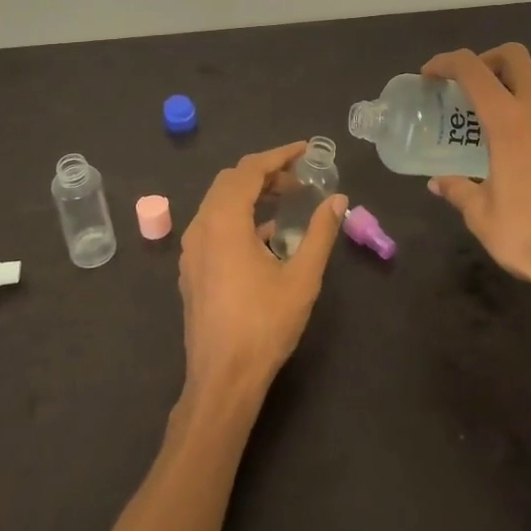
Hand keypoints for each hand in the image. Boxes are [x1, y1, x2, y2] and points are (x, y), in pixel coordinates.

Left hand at [177, 142, 347, 402]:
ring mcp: (191, 250)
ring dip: (251, 193)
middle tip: (299, 178)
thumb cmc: (264, 325)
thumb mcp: (302, 277)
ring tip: (286, 201)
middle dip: (265, 172)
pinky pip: (213, 225)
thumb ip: (321, 233)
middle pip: (231, 181)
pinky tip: (265, 236)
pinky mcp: (192, 269)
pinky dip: (239, 215)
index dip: (279, 155)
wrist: (222, 379)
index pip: (249, 170)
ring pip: (219, 202)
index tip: (306, 150)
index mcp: (224, 222)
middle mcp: (201, 227)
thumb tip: (338, 199)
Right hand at [423, 45, 530, 332]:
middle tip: (480, 82)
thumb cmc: (528, 237)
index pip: (471, 70)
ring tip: (530, 90)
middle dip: (491, 59)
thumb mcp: (480, 216)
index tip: (431, 75)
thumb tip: (437, 183)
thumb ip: (457, 190)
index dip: (446, 62)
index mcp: (507, 123)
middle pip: (517, 56)